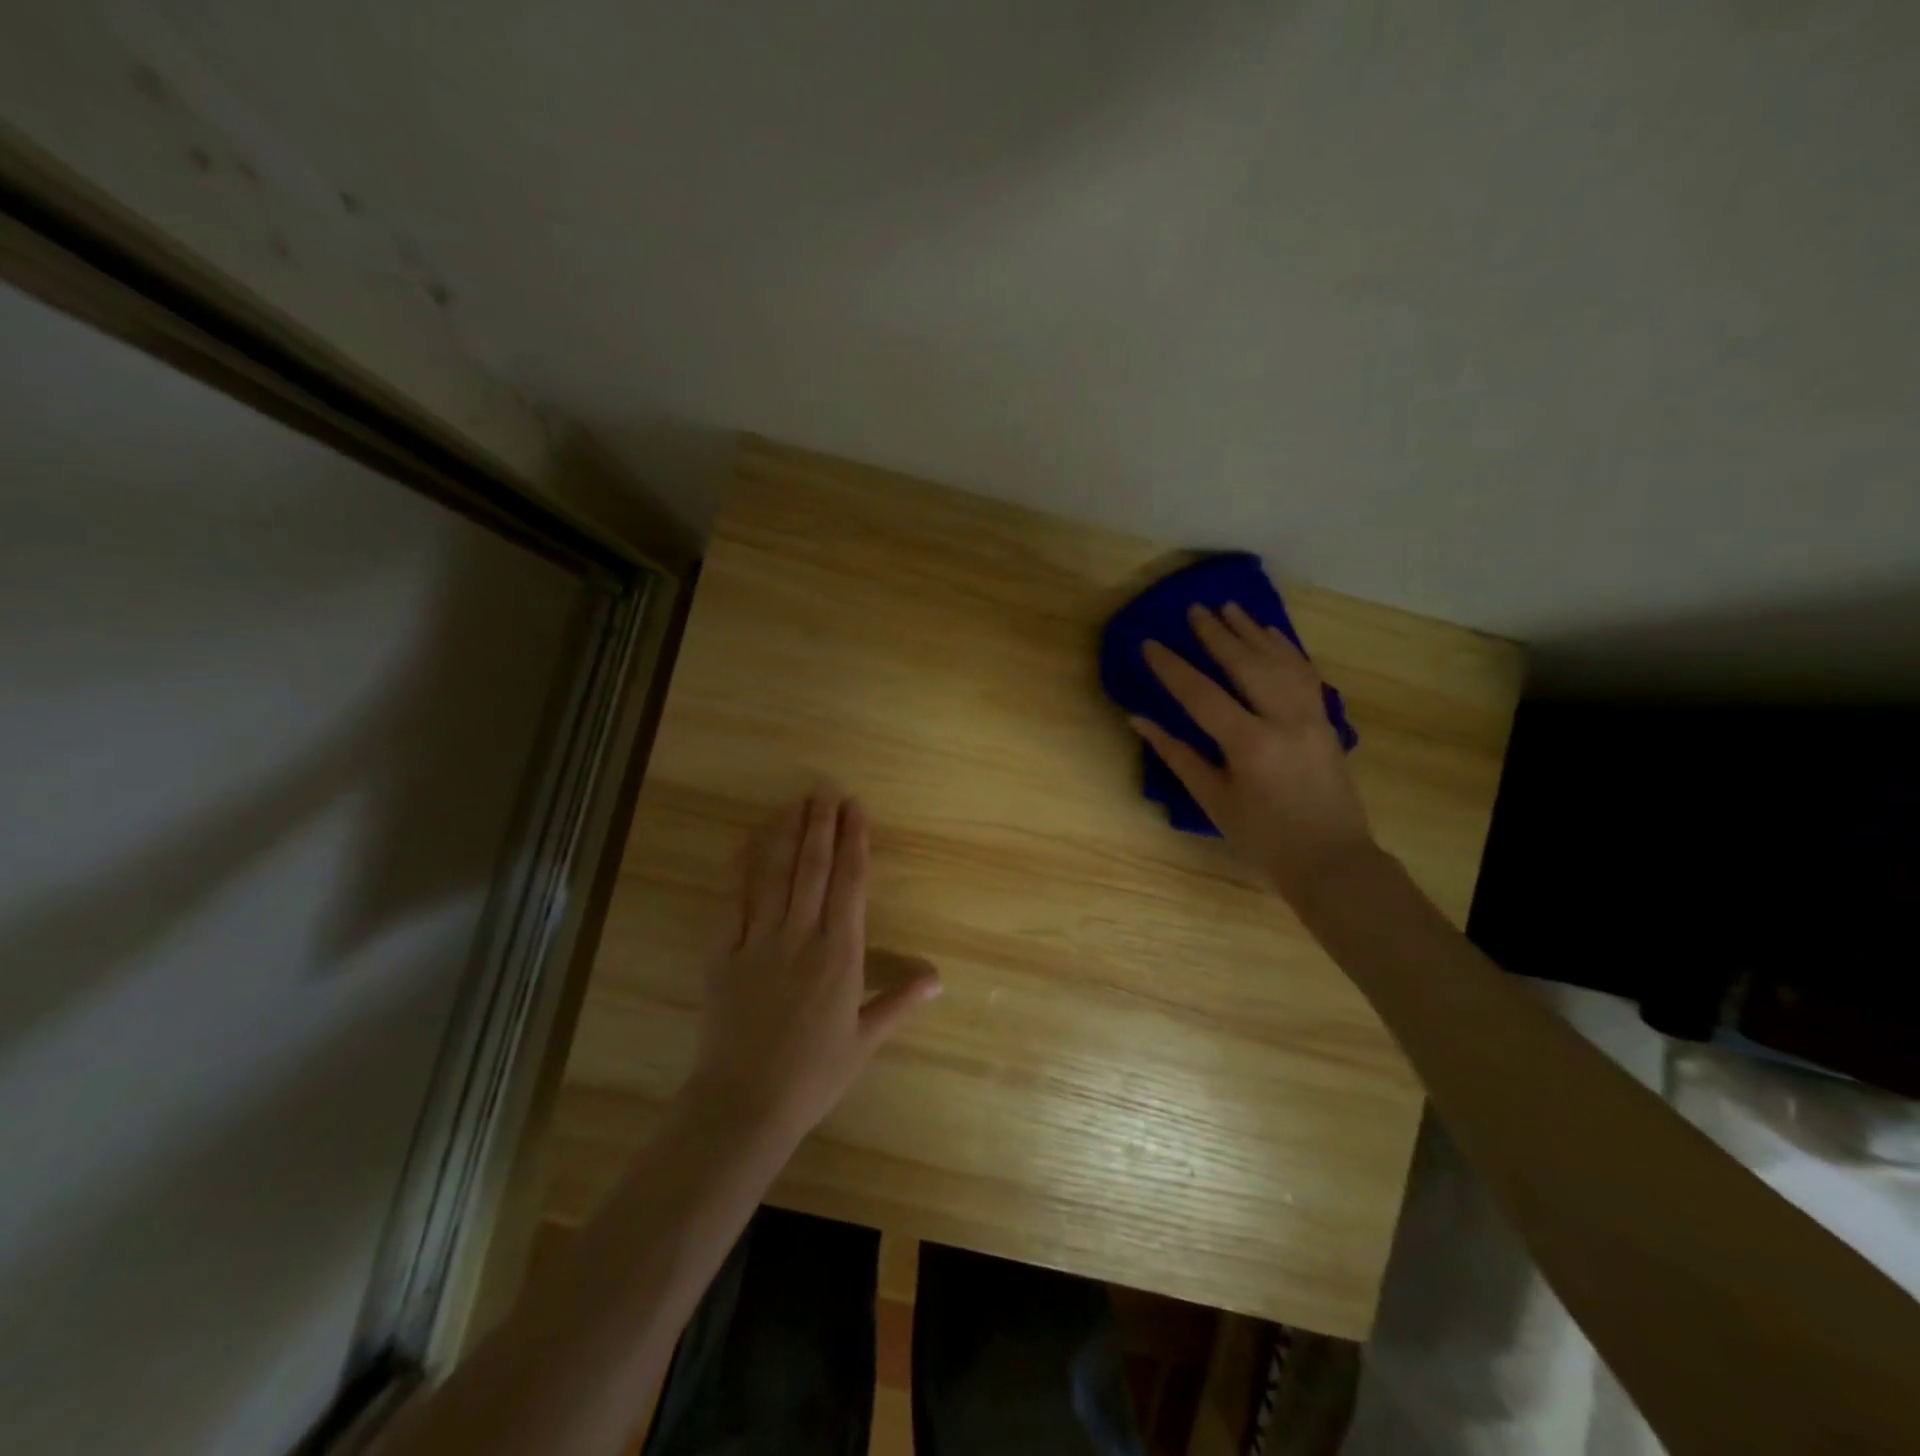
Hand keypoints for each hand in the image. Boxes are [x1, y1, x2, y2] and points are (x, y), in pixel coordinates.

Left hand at [688, 786, 941, 1144]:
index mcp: (841, 954)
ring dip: (786, 834)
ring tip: (796, 802)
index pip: (850, 884)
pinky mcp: (722, 954)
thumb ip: (898, 1002)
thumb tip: (937, 978)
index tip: (855, 808)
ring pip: (775, 876)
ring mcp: (758, 942)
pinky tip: (746, 841)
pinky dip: (739, 869)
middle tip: (826, 788)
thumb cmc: (813, 1075)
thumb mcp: (864, 1041)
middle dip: (821, 824)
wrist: (745, 1103)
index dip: (854, 841)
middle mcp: (801, 937)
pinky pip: (731, 902)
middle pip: (813, 868)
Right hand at [1131, 603, 1377, 906]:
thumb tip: (1140, 720)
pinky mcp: (1326, 720)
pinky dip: (1286, 648)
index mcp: (1249, 744)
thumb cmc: (1263, 837)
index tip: (1150, 643)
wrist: (1331, 859)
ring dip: (1252, 631)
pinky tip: (1271, 633)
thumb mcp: (1213, 799)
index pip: (1201, 694)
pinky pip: (1305, 672)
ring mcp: (1311, 716)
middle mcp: (1283, 720)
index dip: (1172, 667)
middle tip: (1194, 609)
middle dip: (1216, 635)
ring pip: (1280, 660)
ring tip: (1229, 607)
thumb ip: (1177, 755)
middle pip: (1246, 664)